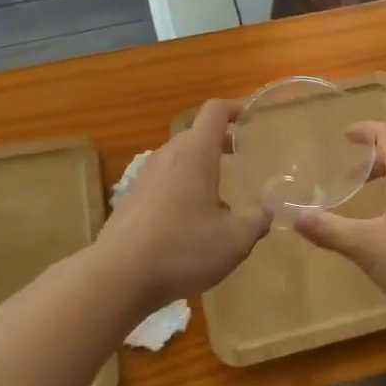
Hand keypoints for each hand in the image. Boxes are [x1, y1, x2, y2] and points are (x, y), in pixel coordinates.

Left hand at [96, 100, 270, 308]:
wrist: (118, 276)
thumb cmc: (182, 248)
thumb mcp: (234, 240)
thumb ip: (256, 221)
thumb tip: (267, 212)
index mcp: (195, 154)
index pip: (215, 112)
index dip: (235, 108)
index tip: (252, 118)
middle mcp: (168, 156)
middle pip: (196, 135)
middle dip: (220, 142)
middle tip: (241, 159)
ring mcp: (144, 176)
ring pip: (178, 159)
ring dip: (200, 168)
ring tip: (219, 197)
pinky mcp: (131, 199)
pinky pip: (163, 181)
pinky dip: (181, 188)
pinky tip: (189, 222)